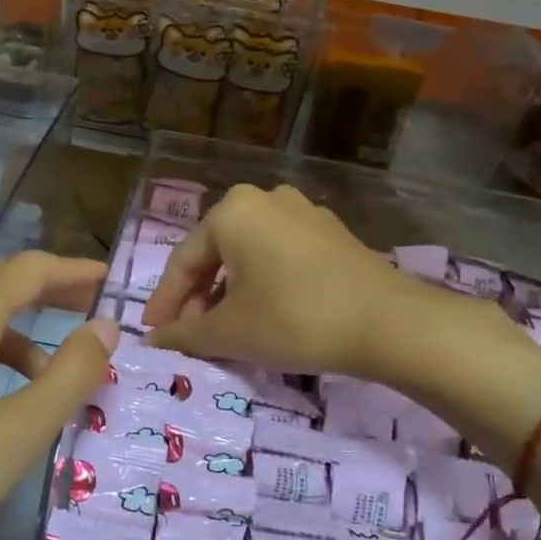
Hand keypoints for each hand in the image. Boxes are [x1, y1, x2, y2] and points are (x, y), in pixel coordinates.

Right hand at [141, 184, 423, 376]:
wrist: (388, 323)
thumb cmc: (294, 319)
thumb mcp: (230, 332)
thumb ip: (184, 335)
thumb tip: (154, 340)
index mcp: (232, 211)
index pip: (184, 261)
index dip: (165, 302)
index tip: (153, 333)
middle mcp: (265, 199)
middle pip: (217, 254)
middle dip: (199, 298)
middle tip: (190, 335)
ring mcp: (304, 212)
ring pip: (249, 255)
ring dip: (230, 292)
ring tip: (226, 329)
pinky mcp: (332, 233)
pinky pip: (281, 256)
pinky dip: (263, 284)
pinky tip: (265, 314)